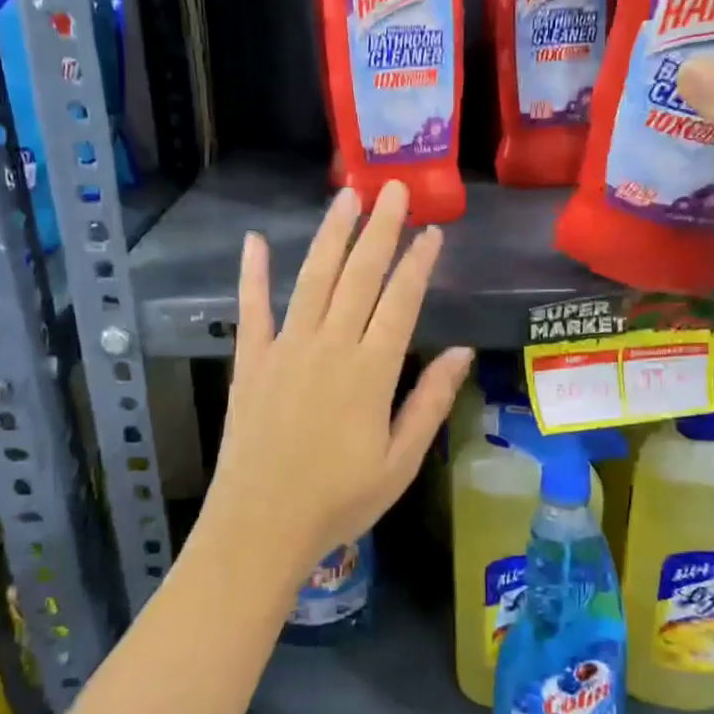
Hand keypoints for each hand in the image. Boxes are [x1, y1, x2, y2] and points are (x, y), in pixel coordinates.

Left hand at [201, 181, 473, 587]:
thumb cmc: (339, 500)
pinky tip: (254, 241)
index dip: (418, 263)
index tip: (432, 231)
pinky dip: (253, 274)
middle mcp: (329, 346)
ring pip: (312, 279)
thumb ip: (429, 401)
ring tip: (346, 197)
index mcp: (371, 370)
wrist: (261, 525)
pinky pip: (251, 308)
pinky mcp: (251, 360)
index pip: (401, 301)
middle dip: (380, 230)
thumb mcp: (400, 462)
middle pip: (359, 276)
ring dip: (331, 235)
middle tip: (393, 189)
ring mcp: (285, 348)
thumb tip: (463, 351)